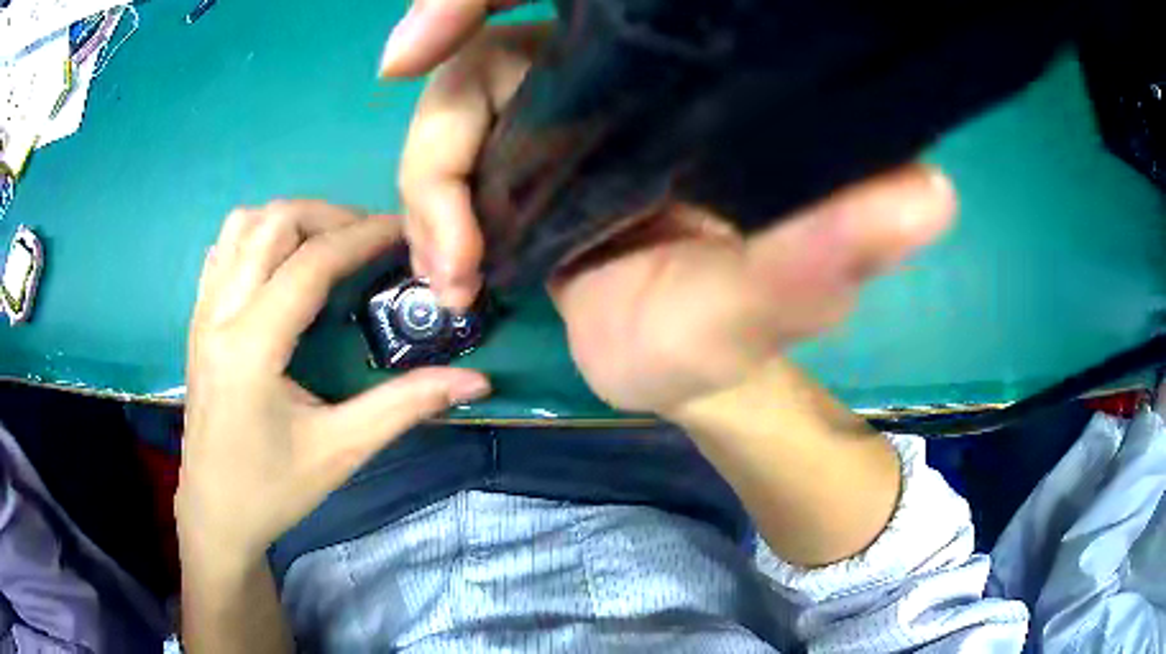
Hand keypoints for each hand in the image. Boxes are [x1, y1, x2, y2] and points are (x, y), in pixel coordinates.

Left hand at [179, 200, 490, 560]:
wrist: (216, 514)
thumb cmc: (273, 489)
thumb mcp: (341, 451)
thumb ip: (405, 406)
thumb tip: (475, 381)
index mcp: (251, 348)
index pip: (311, 262)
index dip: (364, 236)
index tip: (406, 229)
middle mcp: (219, 316)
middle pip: (273, 224)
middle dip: (330, 216)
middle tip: (371, 238)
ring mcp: (202, 314)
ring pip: (243, 226)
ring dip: (291, 219)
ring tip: (329, 242)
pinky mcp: (197, 320)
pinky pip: (224, 250)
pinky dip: (258, 236)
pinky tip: (283, 261)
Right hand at [382, 6, 954, 414]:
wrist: (675, 367)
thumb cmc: (727, 339)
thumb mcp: (771, 307)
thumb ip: (828, 258)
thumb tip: (927, 193)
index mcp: (705, 83)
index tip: (438, 44)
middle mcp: (630, 69)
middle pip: (502, 35)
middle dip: (449, 101)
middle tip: (451, 227)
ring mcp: (563, 102)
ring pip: (460, 88)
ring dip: (431, 179)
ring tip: (454, 272)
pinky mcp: (523, 144)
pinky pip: (448, 141)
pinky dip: (428, 198)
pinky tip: (448, 269)